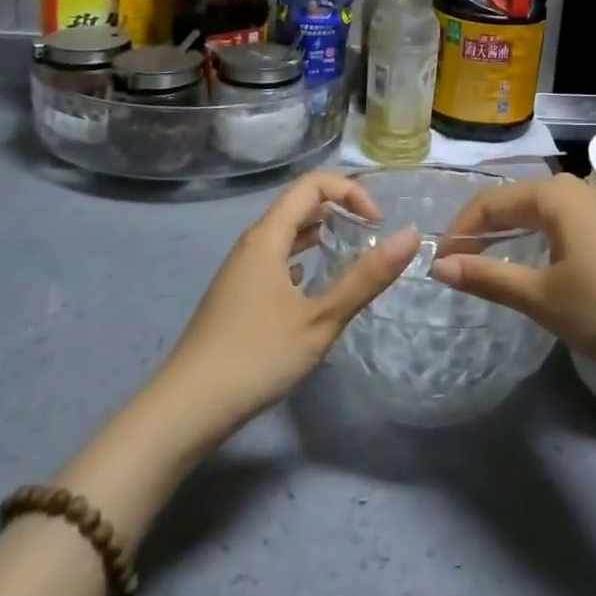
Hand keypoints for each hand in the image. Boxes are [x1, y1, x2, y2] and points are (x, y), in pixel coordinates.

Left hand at [159, 172, 418, 433]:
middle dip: (339, 208)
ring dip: (320, 233)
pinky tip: (313, 284)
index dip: (350, 192)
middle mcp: (252, 244)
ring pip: (286, 234)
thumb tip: (411, 236)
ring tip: (350, 252)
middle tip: (371, 234)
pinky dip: (302, 259)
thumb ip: (366, 278)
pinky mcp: (237, 296)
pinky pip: (276, 259)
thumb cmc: (255, 356)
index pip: (312, 185)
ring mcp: (240, 271)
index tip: (377, 224)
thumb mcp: (320, 319)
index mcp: (268, 237)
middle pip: (298, 204)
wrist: (185, 410)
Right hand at [431, 173, 595, 370]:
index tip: (438, 266)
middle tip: (456, 266)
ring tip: (485, 266)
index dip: (459, 231)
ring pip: (536, 213)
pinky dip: (534, 240)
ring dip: (507, 236)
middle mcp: (573, 188)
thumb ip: (489, 277)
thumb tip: (441, 265)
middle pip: (512, 202)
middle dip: (481, 231)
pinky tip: (532, 265)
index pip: (489, 202)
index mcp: (553, 195)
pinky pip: (559, 223)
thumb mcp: (543, 297)